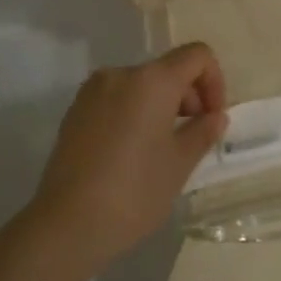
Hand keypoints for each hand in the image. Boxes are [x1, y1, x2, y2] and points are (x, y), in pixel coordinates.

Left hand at [29, 43, 228, 272]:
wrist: (66, 225)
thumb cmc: (134, 191)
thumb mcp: (179, 164)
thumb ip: (202, 132)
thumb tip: (215, 117)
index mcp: (153, 80)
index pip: (197, 55)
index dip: (214, 81)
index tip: (212, 118)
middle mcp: (121, 73)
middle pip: (168, 69)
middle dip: (188, 97)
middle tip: (191, 138)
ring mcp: (93, 91)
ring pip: (141, 85)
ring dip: (161, 106)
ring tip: (161, 149)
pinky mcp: (75, 111)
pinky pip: (116, 99)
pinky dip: (133, 113)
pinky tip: (131, 153)